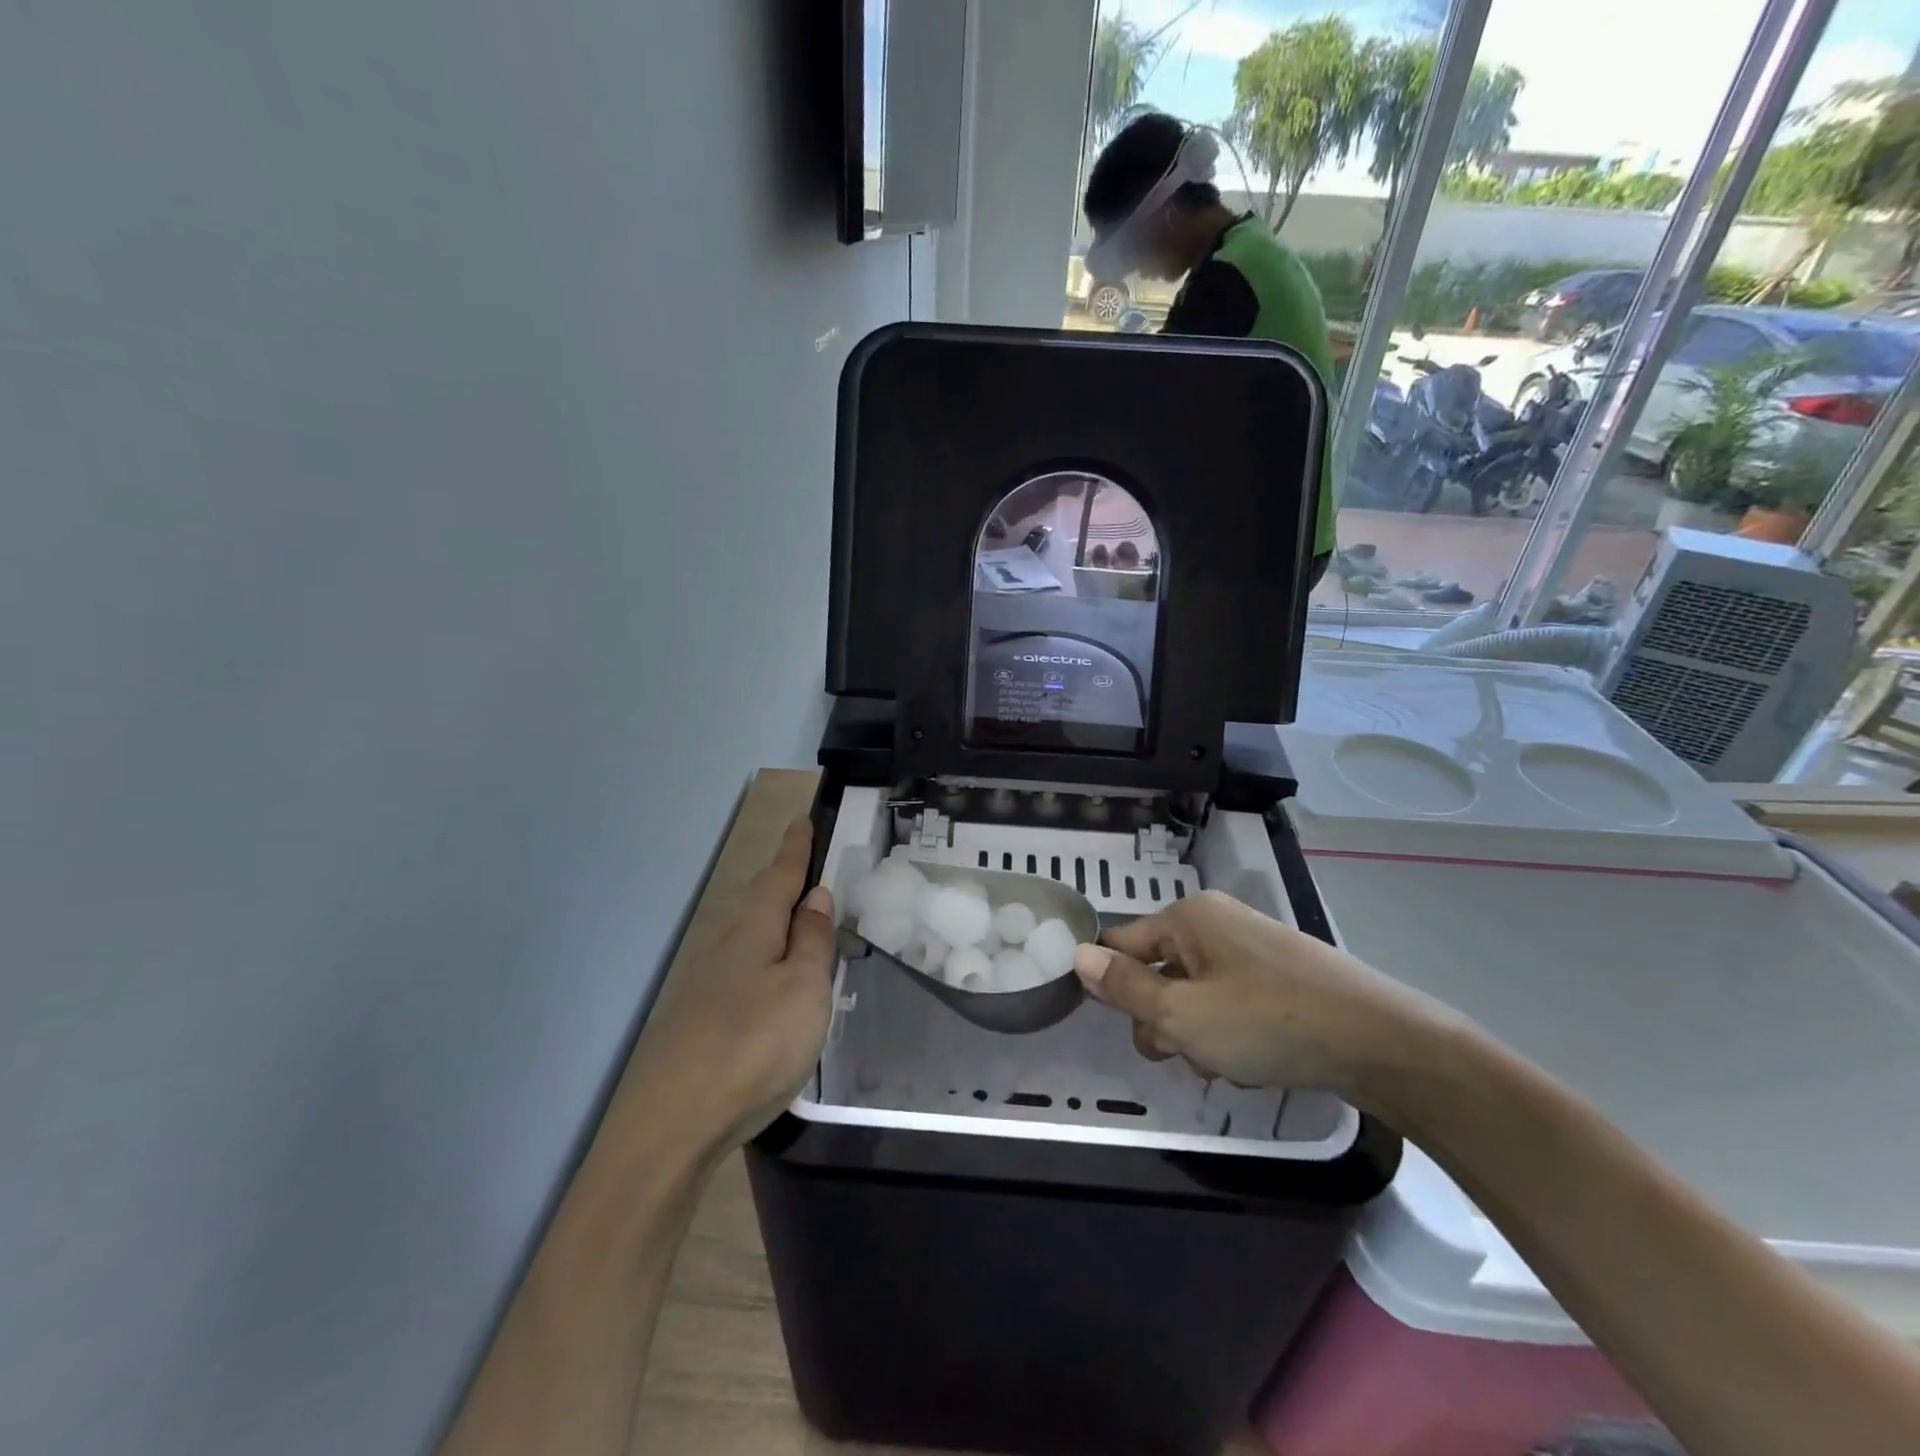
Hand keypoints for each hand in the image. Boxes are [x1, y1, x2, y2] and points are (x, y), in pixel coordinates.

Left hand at [619, 817, 837, 1157]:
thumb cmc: (755, 1042)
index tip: (804, 819)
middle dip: (785, 882)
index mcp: (755, 927)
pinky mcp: (702, 1016)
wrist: (675, 1121)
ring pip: (751, 936)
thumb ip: (812, 940)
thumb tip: (815, 897)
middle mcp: (727, 943)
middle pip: (761, 901)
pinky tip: (776, 982)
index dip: (796, 847)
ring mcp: (708, 981)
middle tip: (813, 871)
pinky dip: (767, 960)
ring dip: (777, 923)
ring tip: (804, 924)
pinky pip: (745, 968)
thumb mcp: (804, 987)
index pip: (781, 873)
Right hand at [1071, 890, 1455, 1096]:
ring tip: (1223, 1062)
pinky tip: (1250, 1059)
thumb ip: (1125, 988)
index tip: (1122, 1026)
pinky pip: (1229, 998)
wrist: (1380, 1042)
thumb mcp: (1183, 1014)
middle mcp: (1216, 921)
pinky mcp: (1279, 974)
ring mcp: (1251, 946)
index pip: (1121, 942)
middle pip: (1159, 970)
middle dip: (1161, 1017)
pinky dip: (1228, 1030)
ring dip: (1195, 1031)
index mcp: (1188, 918)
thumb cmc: (1268, 1023)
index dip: (1112, 985)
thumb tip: (1077, 955)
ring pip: (1194, 991)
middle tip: (1182, 1052)